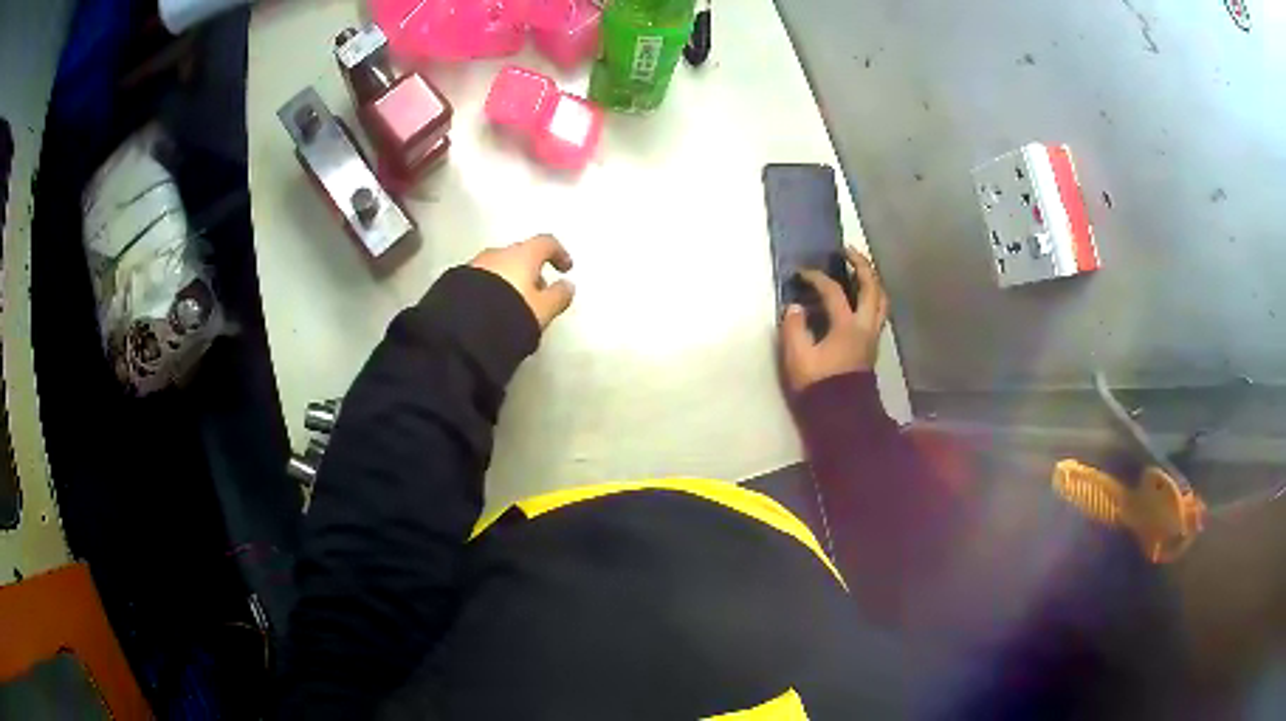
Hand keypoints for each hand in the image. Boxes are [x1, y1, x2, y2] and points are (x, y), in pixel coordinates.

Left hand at [470, 235, 575, 328]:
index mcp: (522, 255)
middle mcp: (497, 254)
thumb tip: (567, 286)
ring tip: (514, 303)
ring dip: (510, 279)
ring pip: (499, 267)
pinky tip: (492, 308)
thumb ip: (559, 296)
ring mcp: (474, 265)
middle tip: (539, 291)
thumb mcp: (542, 311)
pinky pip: (481, 279)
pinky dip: (491, 287)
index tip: (565, 268)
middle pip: (520, 254)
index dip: (559, 253)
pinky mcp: (456, 281)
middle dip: (531, 269)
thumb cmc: (509, 314)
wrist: (461, 330)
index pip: (546, 243)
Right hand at [781, 246, 888, 392]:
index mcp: (847, 326)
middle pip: (872, 287)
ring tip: (859, 271)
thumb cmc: (818, 386)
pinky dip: (871, 297)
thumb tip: (795, 308)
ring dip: (872, 281)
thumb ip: (794, 328)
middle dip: (861, 264)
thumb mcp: (798, 358)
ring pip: (881, 300)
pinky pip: (878, 312)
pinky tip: (859, 298)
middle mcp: (865, 326)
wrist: (841, 416)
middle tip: (847, 251)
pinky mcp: (872, 346)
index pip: (833, 291)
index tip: (800, 273)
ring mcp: (873, 336)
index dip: (816, 278)